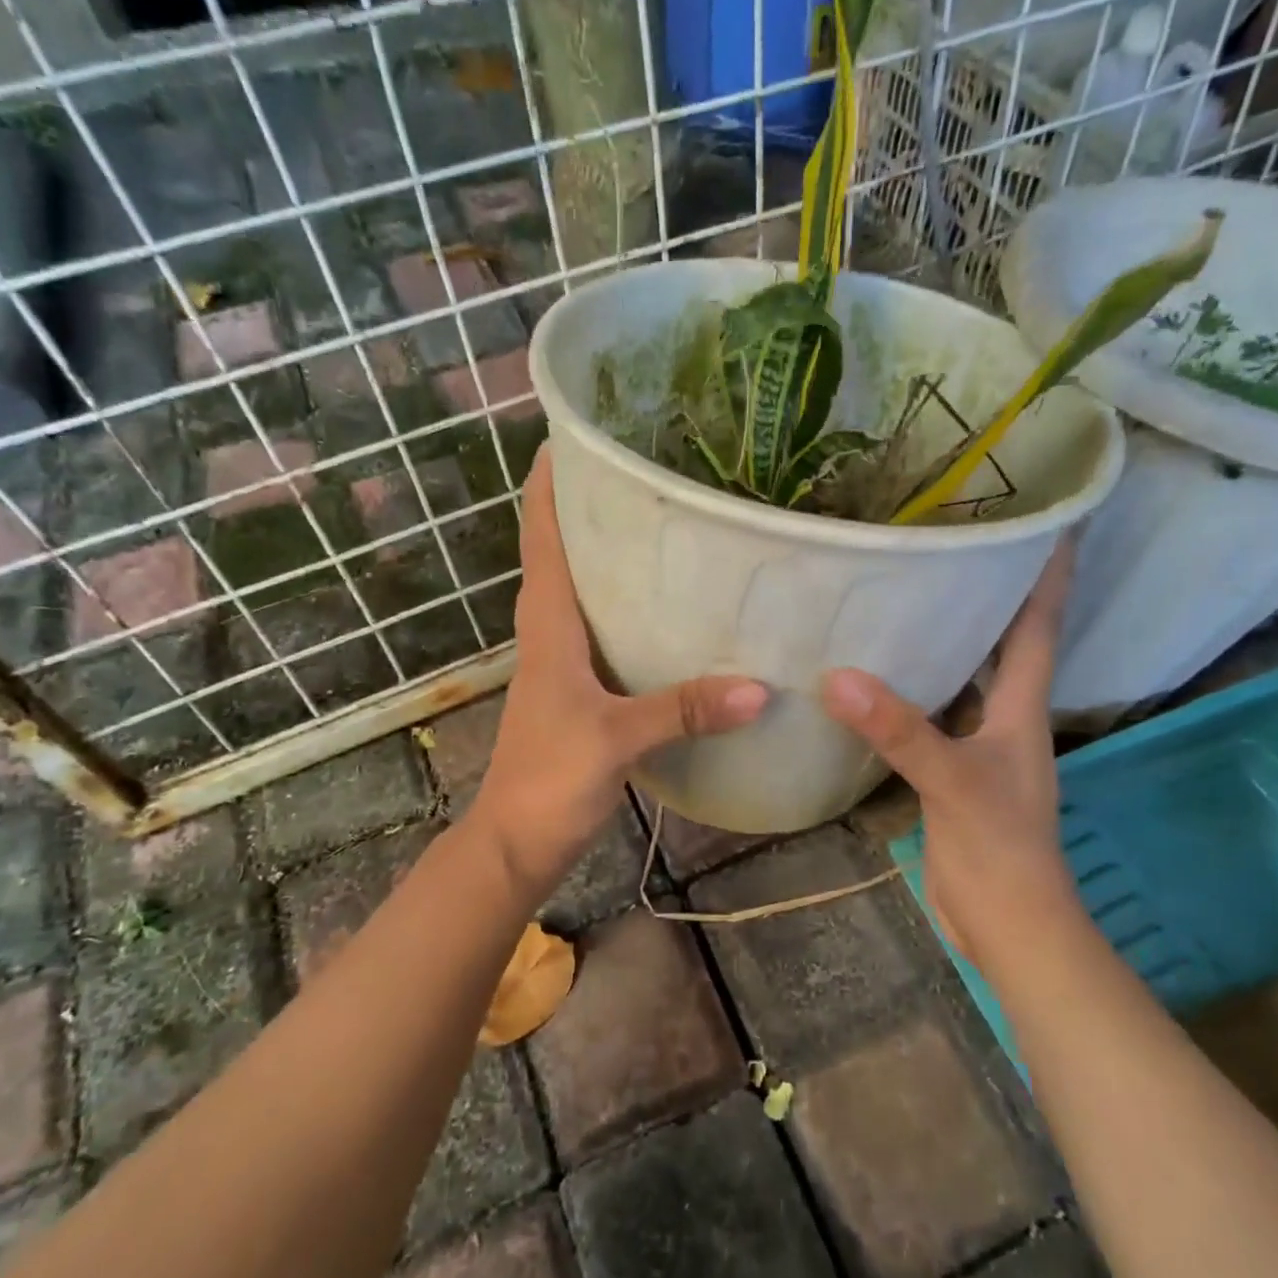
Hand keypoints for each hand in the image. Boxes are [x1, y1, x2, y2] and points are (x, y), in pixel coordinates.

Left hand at [470, 453, 769, 894]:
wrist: (517, 842)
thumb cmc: (549, 780)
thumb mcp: (616, 739)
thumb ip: (683, 711)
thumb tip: (760, 686)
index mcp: (547, 626)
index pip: (542, 537)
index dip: (548, 484)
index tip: (573, 435)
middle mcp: (550, 632)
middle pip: (563, 551)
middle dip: (591, 506)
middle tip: (645, 468)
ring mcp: (563, 661)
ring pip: (584, 590)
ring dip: (609, 554)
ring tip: (664, 520)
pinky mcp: (580, 689)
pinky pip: (603, 629)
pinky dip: (627, 606)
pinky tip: (671, 608)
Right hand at [818, 540, 1076, 953]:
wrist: (1008, 925)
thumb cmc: (999, 849)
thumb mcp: (953, 781)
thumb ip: (899, 730)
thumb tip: (838, 677)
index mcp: (1021, 709)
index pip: (1039, 627)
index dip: (1046, 576)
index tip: (1051, 522)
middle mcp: (1004, 718)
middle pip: (1002, 643)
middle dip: (990, 595)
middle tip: (955, 546)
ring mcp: (977, 746)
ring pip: (964, 678)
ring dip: (948, 642)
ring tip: (909, 597)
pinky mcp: (950, 772)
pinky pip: (932, 715)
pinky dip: (912, 690)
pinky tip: (879, 677)